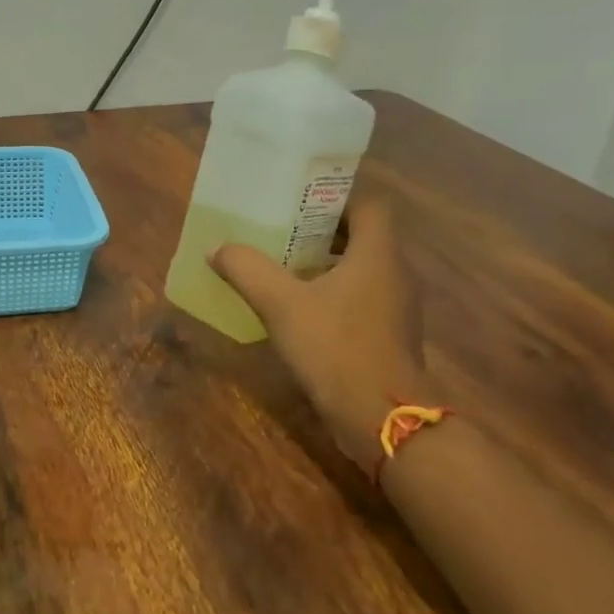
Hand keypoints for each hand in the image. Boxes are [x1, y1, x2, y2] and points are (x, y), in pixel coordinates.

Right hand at [209, 196, 432, 466]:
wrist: (380, 418)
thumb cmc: (336, 347)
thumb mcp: (281, 304)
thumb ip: (247, 270)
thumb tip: (218, 248)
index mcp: (378, 253)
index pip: (368, 203)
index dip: (335, 195)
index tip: (298, 200)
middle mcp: (395, 272)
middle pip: (362, 234)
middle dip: (320, 229)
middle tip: (279, 231)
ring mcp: (395, 306)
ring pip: (360, 268)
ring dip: (325, 263)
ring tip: (282, 266)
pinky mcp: (388, 334)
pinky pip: (360, 297)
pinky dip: (332, 293)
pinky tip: (298, 309)